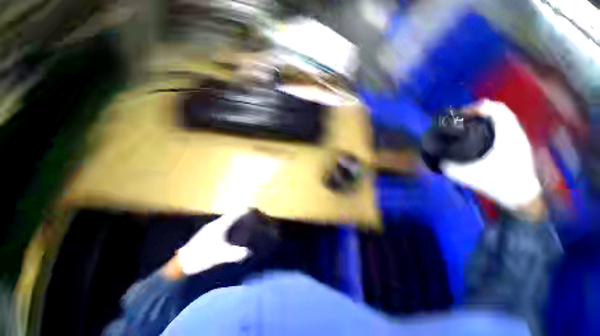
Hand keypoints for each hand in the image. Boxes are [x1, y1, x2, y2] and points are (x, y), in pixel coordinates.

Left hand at [175, 209, 250, 275]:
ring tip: (243, 224)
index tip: (253, 209)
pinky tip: (231, 233)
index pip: (235, 213)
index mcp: (220, 225)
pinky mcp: (206, 233)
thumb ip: (236, 253)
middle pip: (231, 215)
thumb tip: (250, 252)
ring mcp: (210, 228)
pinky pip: (222, 225)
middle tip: (250, 217)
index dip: (244, 210)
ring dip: (235, 220)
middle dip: (241, 215)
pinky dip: (229, 226)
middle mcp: (215, 223)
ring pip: (226, 220)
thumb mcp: (221, 255)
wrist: (182, 263)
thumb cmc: (203, 256)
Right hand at [441, 100, 542, 212]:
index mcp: (506, 136)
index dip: (476, 107)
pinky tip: (481, 134)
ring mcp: (518, 138)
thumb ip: (450, 167)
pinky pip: (505, 126)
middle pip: (498, 110)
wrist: (522, 196)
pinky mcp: (518, 144)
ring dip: (486, 117)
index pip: (495, 109)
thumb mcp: (468, 177)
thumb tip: (437, 159)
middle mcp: (514, 132)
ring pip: (503, 117)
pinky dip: (492, 125)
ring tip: (469, 124)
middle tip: (461, 119)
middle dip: (478, 111)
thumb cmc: (499, 184)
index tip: (460, 115)